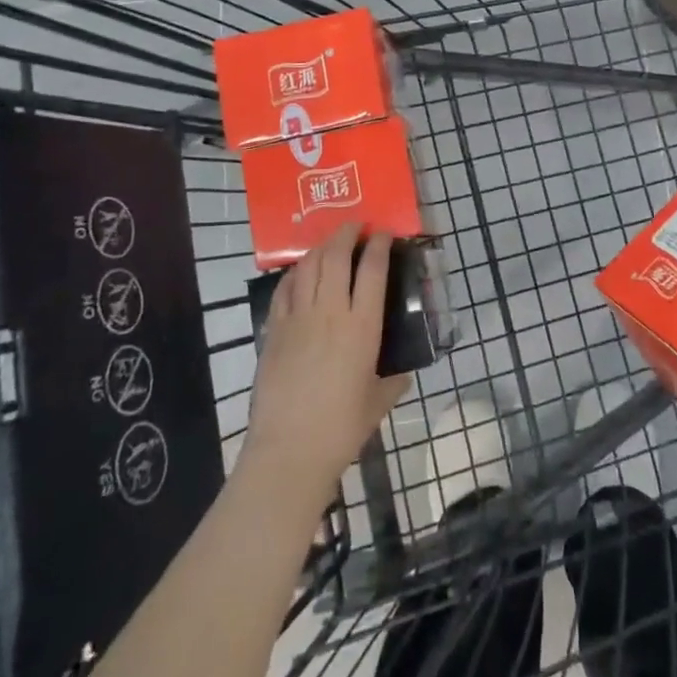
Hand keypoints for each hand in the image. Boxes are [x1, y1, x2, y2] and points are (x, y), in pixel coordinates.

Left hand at [241, 225, 410, 506]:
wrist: (289, 450)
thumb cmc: (341, 428)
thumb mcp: (380, 401)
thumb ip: (394, 379)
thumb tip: (402, 370)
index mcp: (362, 327)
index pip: (373, 270)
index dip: (379, 245)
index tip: (384, 233)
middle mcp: (330, 313)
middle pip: (337, 257)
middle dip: (347, 234)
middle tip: (356, 226)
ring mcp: (298, 319)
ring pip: (308, 266)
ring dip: (321, 246)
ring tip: (331, 242)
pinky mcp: (274, 331)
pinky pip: (285, 289)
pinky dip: (296, 272)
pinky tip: (301, 271)